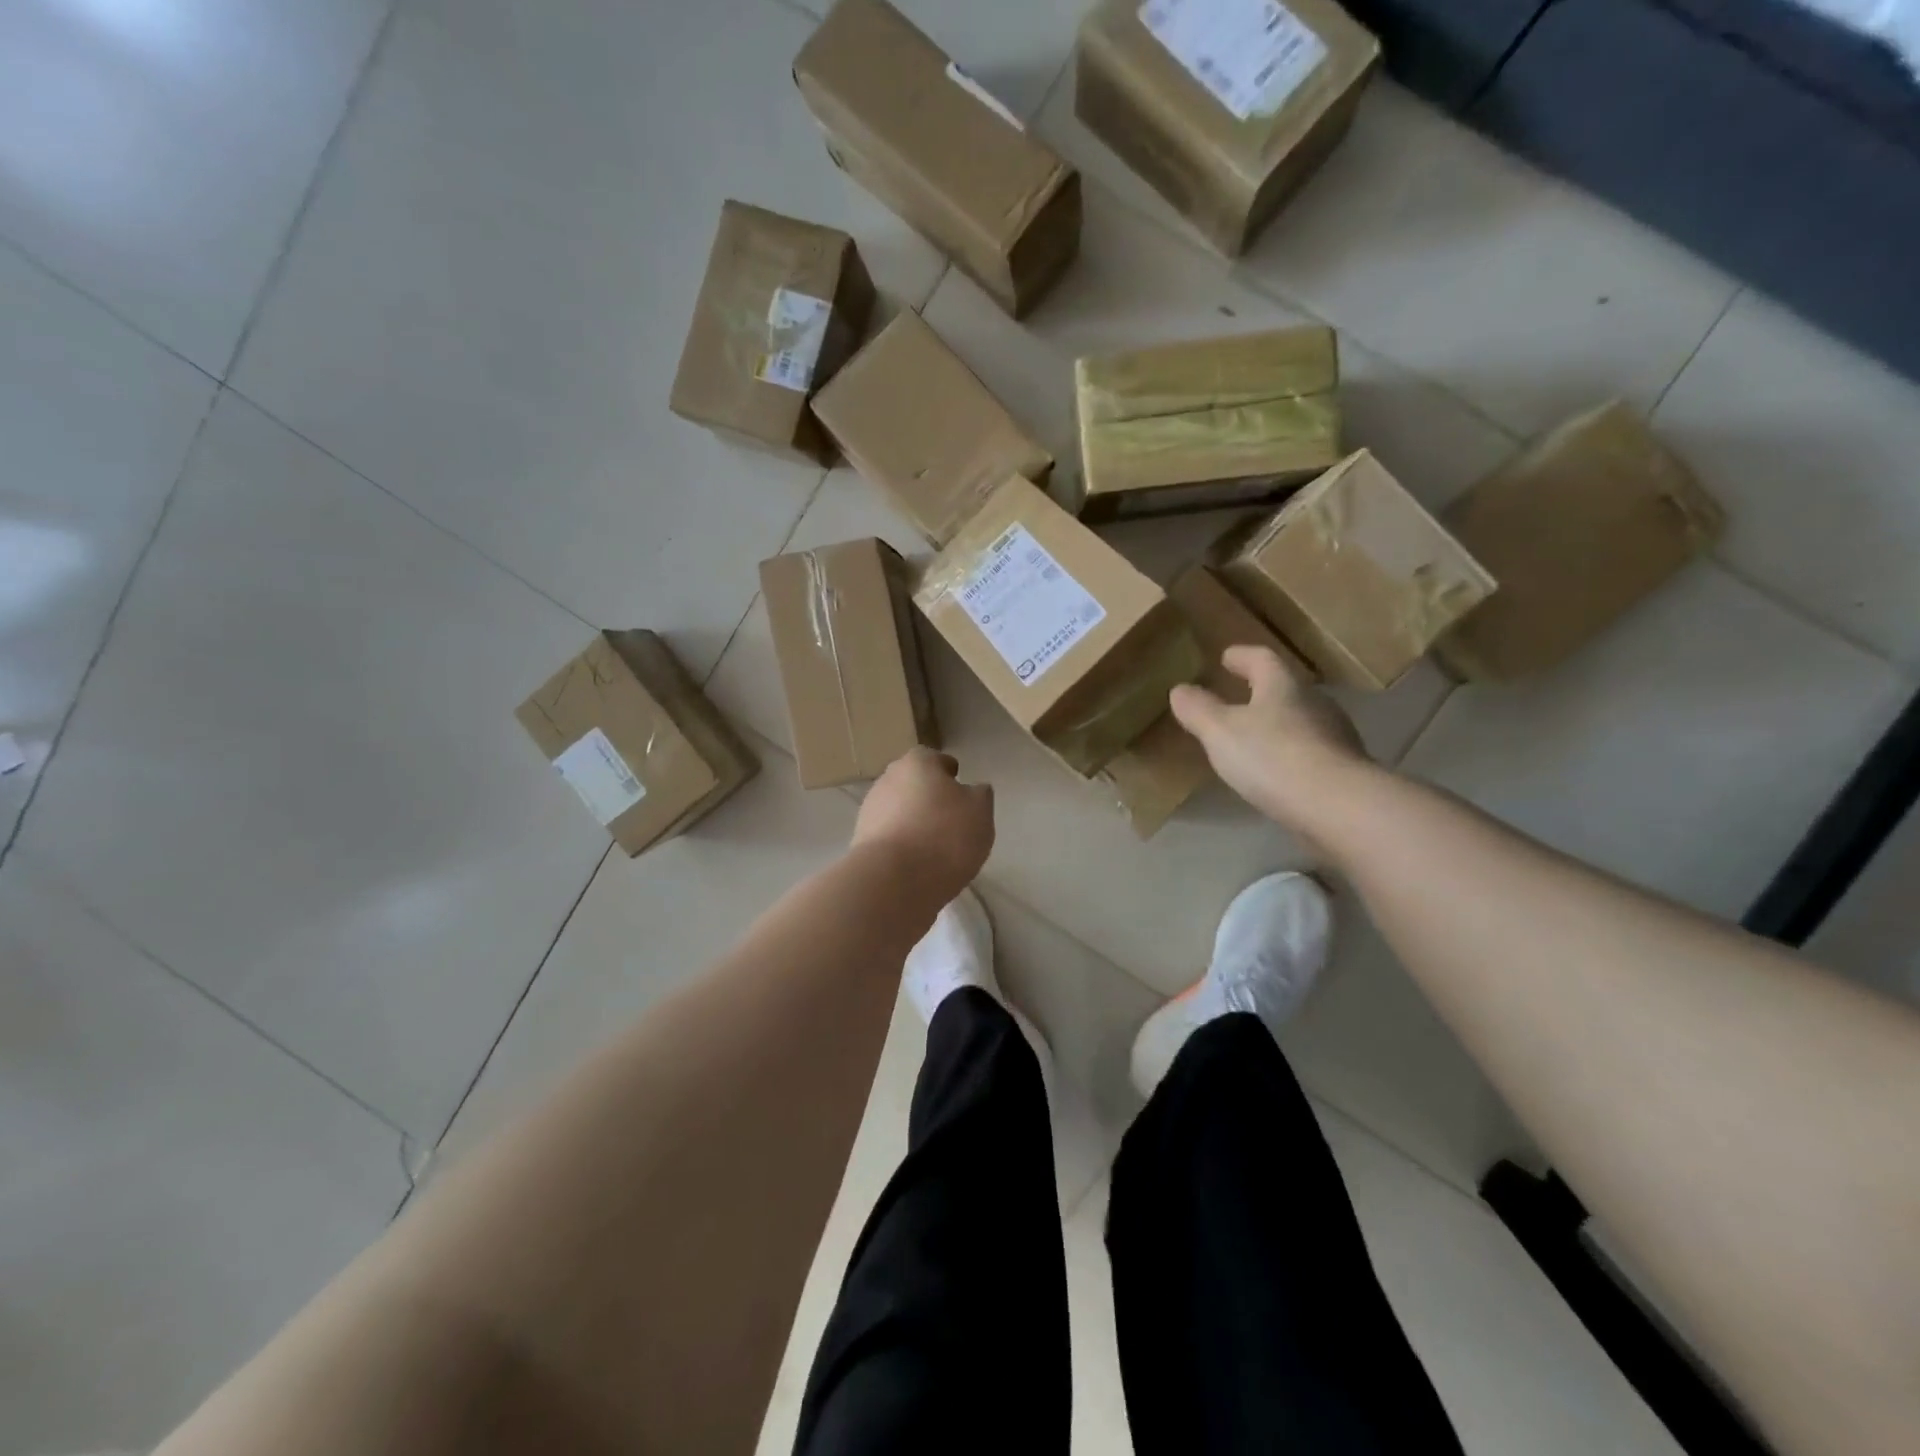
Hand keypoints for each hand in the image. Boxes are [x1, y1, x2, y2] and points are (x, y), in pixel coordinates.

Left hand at [852, 748, 994, 900]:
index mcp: (917, 763)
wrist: (894, 881)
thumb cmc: (944, 836)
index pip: (934, 759)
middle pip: (912, 783)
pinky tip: (917, 863)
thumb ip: (980, 795)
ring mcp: (869, 811)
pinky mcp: (861, 842)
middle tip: (949, 817)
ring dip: (913, 821)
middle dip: (928, 796)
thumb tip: (973, 790)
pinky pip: (889, 836)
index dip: (948, 772)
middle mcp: (888, 779)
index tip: (958, 787)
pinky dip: (902, 844)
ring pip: (898, 810)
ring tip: (934, 846)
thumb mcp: (980, 811)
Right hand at [1170, 645, 1371, 837]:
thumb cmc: (1272, 757)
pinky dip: (1292, 754)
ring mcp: (1335, 737)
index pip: (1262, 659)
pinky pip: (1311, 751)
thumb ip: (1198, 709)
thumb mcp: (1220, 732)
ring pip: (1301, 720)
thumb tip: (1180, 689)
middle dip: (1262, 691)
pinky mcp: (1344, 769)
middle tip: (1238, 697)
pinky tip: (1278, 772)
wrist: (1338, 806)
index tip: (1226, 657)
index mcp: (1283, 686)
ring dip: (1278, 724)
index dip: (1242, 656)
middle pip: (1286, 689)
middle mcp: (1314, 703)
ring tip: (1254, 738)